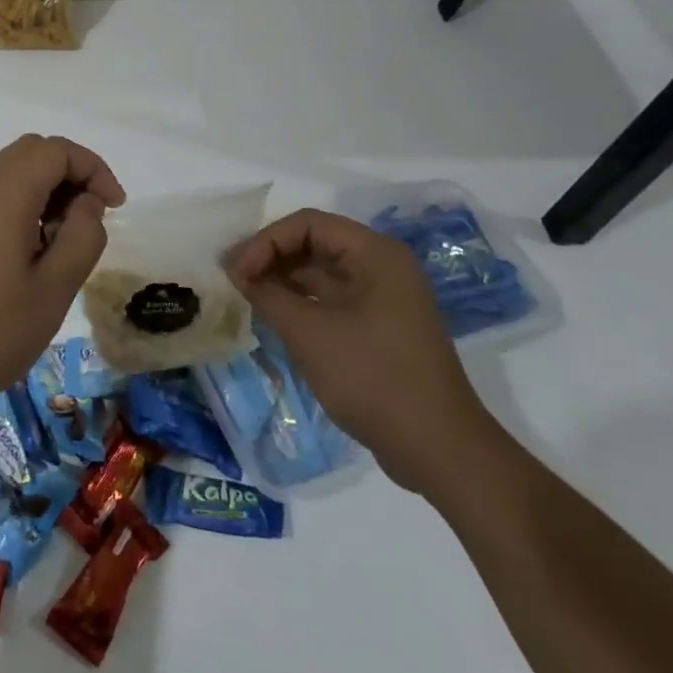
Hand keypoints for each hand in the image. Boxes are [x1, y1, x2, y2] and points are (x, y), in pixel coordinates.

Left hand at [0, 134, 125, 431]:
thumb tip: (88, 204)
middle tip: (93, 218)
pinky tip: (37, 252)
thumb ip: (82, 237)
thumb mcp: (54, 289)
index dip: (93, 168)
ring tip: (68, 241)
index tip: (115, 208)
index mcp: (5, 195)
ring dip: (50, 190)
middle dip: (72, 173)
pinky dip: (27, 205)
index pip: (56, 149)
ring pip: (15, 172)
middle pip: (33, 152)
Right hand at [227, 208, 497, 496]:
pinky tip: (273, 317)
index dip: (266, 241)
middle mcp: (382, 266)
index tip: (237, 272)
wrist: (438, 449)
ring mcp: (383, 298)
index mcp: (375, 253)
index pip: (307, 224)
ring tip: (247, 298)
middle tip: (234, 280)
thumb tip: (238, 273)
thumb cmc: (373, 377)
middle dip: (271, 258)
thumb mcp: (309, 332)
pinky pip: (332, 299)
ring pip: (321, 273)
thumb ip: (268, 294)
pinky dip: (301, 302)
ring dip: (283, 281)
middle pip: (314, 244)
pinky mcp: (380, 327)